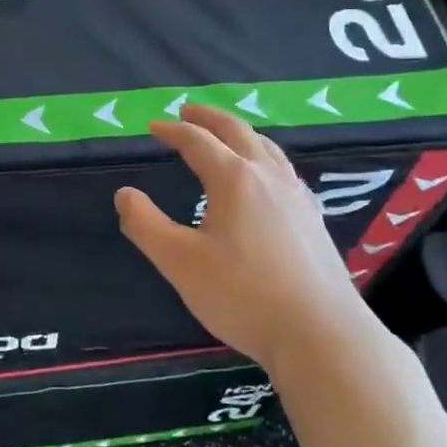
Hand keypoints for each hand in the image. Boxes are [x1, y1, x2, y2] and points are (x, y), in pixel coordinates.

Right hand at [114, 106, 372, 371]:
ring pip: (268, 148)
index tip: (153, 127)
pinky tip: (267, 179)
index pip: (198, 142)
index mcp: (234, 179)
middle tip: (188, 112)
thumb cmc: (243, 295)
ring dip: (241, 133)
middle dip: (209, 119)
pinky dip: (264, 157)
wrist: (321, 334)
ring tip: (226, 136)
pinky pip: (284, 171)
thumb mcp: (179, 262)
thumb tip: (124, 194)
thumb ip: (145, 225)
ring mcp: (297, 197)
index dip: (172, 131)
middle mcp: (268, 177)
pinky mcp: (314, 219)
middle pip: (238, 132)